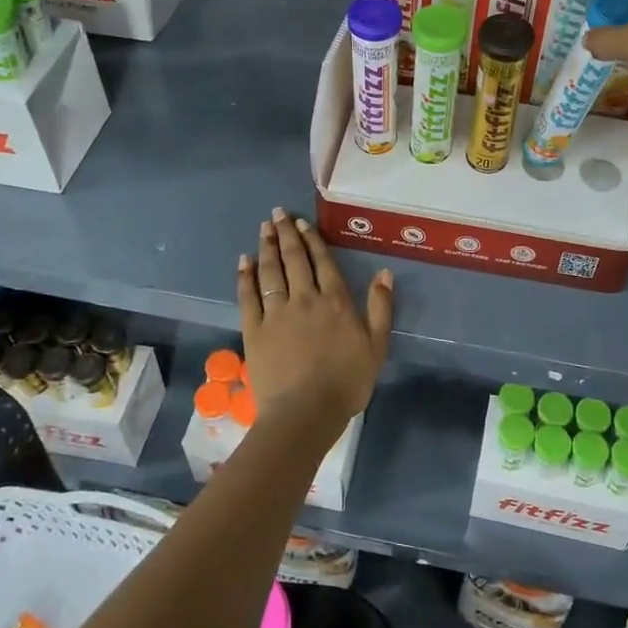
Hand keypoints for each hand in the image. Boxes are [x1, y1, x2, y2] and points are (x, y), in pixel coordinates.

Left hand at [236, 207, 392, 439]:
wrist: (305, 413)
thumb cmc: (346, 383)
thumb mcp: (377, 347)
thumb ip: (381, 308)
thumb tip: (384, 273)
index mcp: (335, 301)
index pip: (322, 262)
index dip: (312, 240)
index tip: (302, 223)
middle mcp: (304, 299)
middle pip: (294, 260)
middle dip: (286, 234)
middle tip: (277, 213)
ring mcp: (276, 313)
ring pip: (270, 271)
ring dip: (266, 247)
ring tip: (263, 227)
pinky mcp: (254, 329)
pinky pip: (248, 296)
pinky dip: (245, 276)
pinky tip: (243, 261)